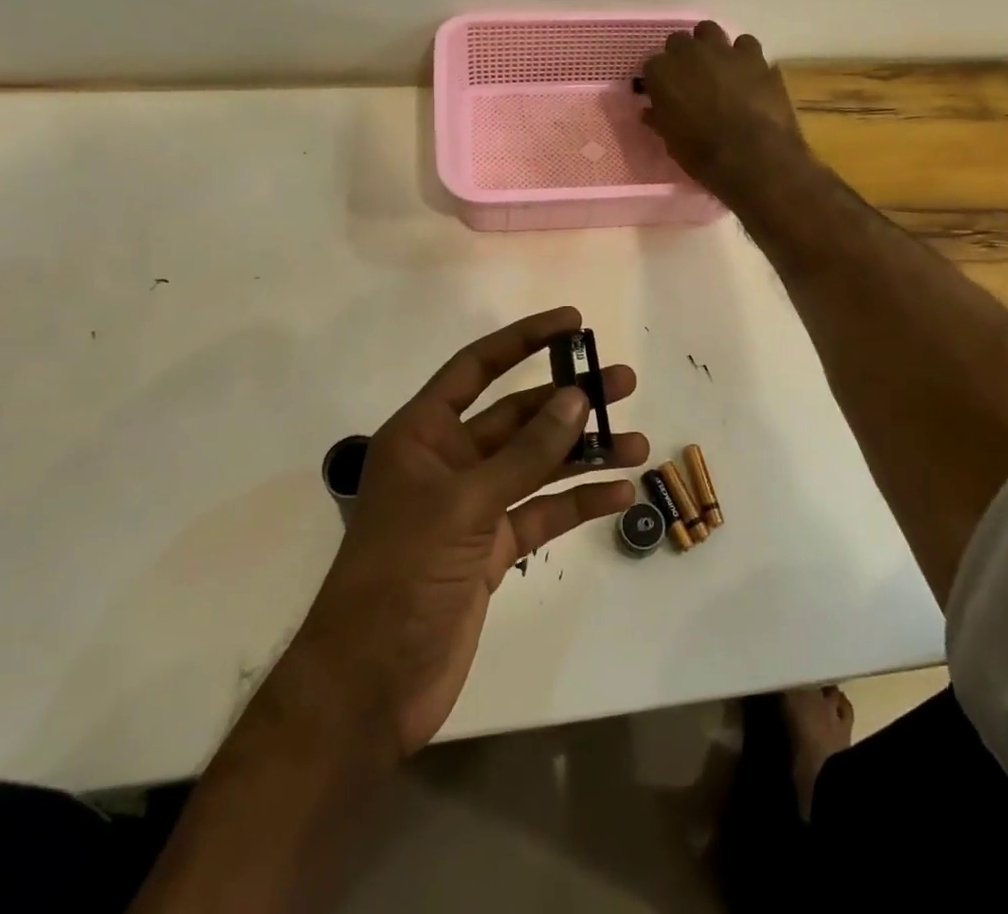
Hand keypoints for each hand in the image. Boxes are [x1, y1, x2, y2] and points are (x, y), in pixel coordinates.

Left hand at [288, 308, 644, 755]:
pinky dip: (578, 501)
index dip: (524, 339)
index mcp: (423, 434)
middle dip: (570, 400)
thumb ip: (524, 454)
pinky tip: (619, 493)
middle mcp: (448, 461)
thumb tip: (577, 399)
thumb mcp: (464, 505)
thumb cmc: (401, 576)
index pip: (478, 367)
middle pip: (518, 415)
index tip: (573, 321)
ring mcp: (471, 506)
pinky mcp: (490, 548)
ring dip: (584, 452)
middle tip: (623, 382)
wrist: (370, 687)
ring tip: (637, 443)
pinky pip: (541, 512)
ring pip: (536, 464)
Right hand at [642, 22, 809, 200]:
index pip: (652, 65)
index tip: (665, 93)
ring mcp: (722, 50)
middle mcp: (688, 52)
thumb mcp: (671, 141)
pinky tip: (745, 72)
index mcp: (661, 73)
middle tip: (690, 79)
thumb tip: (651, 111)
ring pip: (709, 30)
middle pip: (678, 41)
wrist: (750, 154)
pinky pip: (744, 43)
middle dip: (681, 57)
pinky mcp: (753, 55)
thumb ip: (660, 119)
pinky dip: (742, 55)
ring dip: (709, 45)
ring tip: (716, 68)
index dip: (659, 80)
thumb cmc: (701, 153)